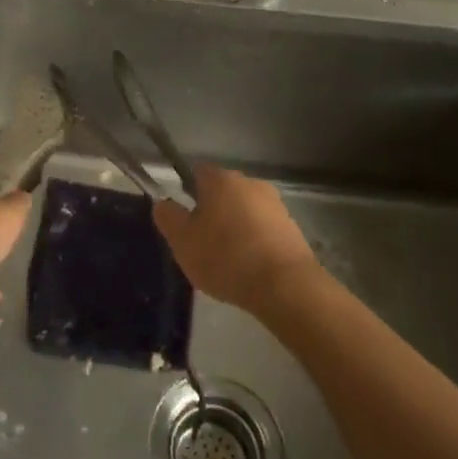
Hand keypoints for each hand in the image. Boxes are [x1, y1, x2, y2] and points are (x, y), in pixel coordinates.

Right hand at [153, 163, 319, 313]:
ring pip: (245, 211)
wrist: (286, 286)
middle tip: (202, 242)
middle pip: (223, 192)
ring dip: (236, 227)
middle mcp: (251, 183)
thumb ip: (169, 218)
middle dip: (213, 211)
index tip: (184, 218)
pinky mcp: (293, 229)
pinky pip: (264, 230)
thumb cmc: (226, 257)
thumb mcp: (183, 241)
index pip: (198, 172)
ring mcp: (276, 205)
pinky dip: (255, 242)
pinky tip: (250, 267)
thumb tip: (163, 203)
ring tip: (227, 260)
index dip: (188, 192)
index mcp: (221, 180)